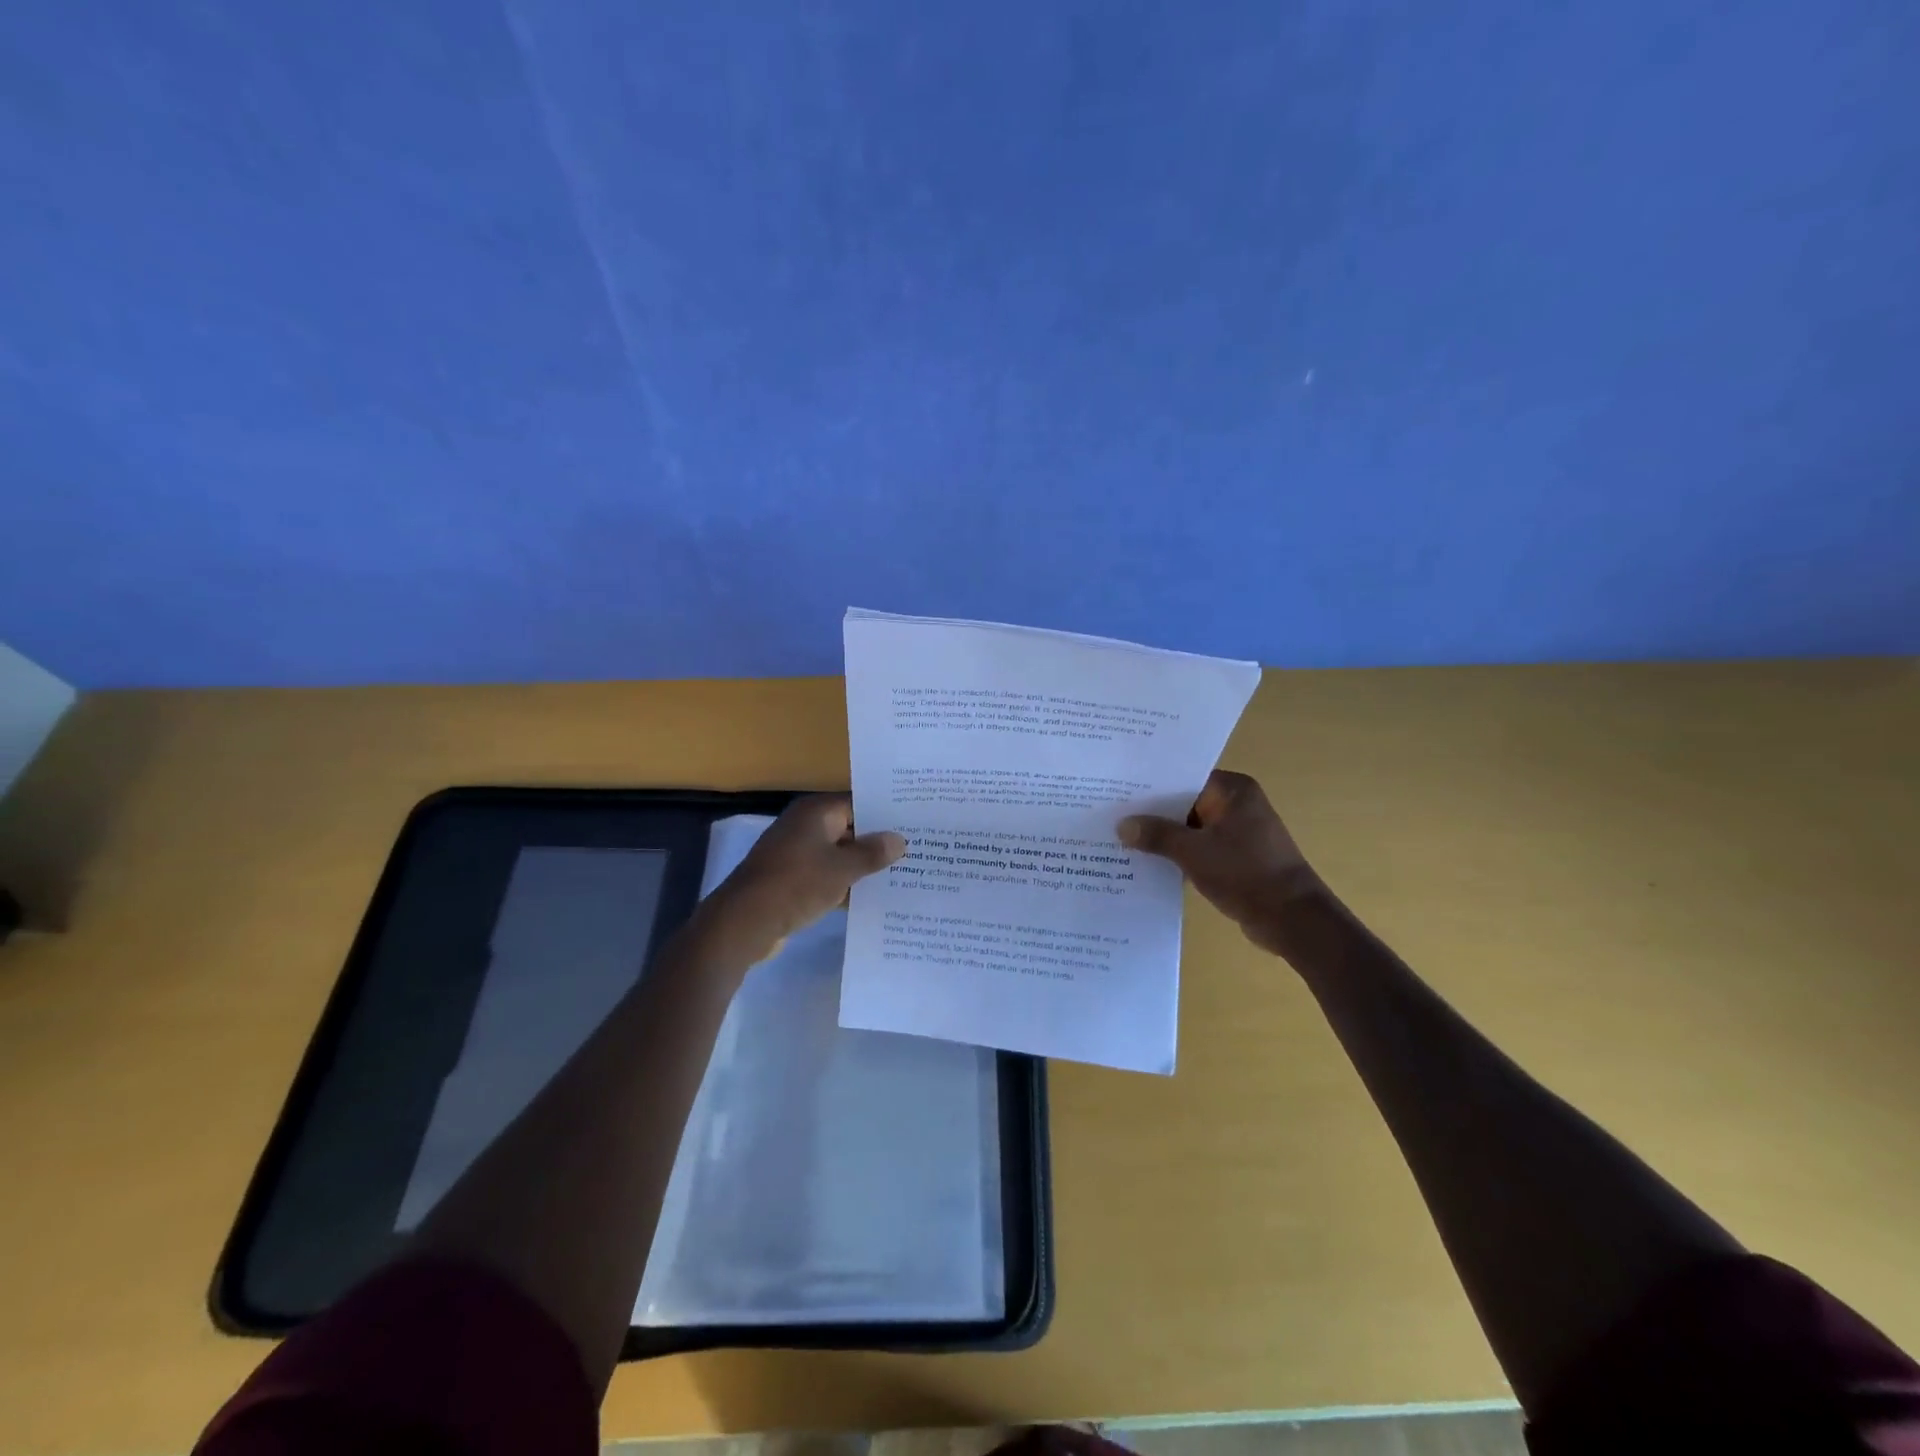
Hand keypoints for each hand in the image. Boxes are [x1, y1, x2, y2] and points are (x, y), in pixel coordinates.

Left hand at [700, 794, 904, 962]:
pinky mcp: (791, 878)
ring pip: (838, 854)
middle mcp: (805, 825)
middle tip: (915, 850)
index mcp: (816, 812)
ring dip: (861, 866)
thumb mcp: (842, 869)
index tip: (914, 824)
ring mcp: (796, 852)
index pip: (859, 803)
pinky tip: (870, 897)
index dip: (886, 814)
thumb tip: (899, 839)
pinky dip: (844, 883)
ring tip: (901, 874)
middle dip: (877, 842)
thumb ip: (872, 853)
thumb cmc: (796, 884)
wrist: (744, 922)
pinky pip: (825, 874)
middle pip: (850, 828)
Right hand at [1118, 771, 1323, 954]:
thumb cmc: (1245, 873)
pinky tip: (1148, 861)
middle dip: (1153, 813)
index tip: (1117, 790)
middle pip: (1185, 802)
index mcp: (1233, 790)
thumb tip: (1123, 826)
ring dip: (1165, 836)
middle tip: (1112, 814)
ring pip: (1191, 827)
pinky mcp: (1237, 857)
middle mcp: (1237, 804)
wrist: (1292, 920)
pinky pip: (1200, 847)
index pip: (1183, 777)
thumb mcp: (1193, 852)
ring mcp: (1239, 832)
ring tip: (1122, 838)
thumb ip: (1157, 835)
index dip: (1151, 785)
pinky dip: (1179, 854)